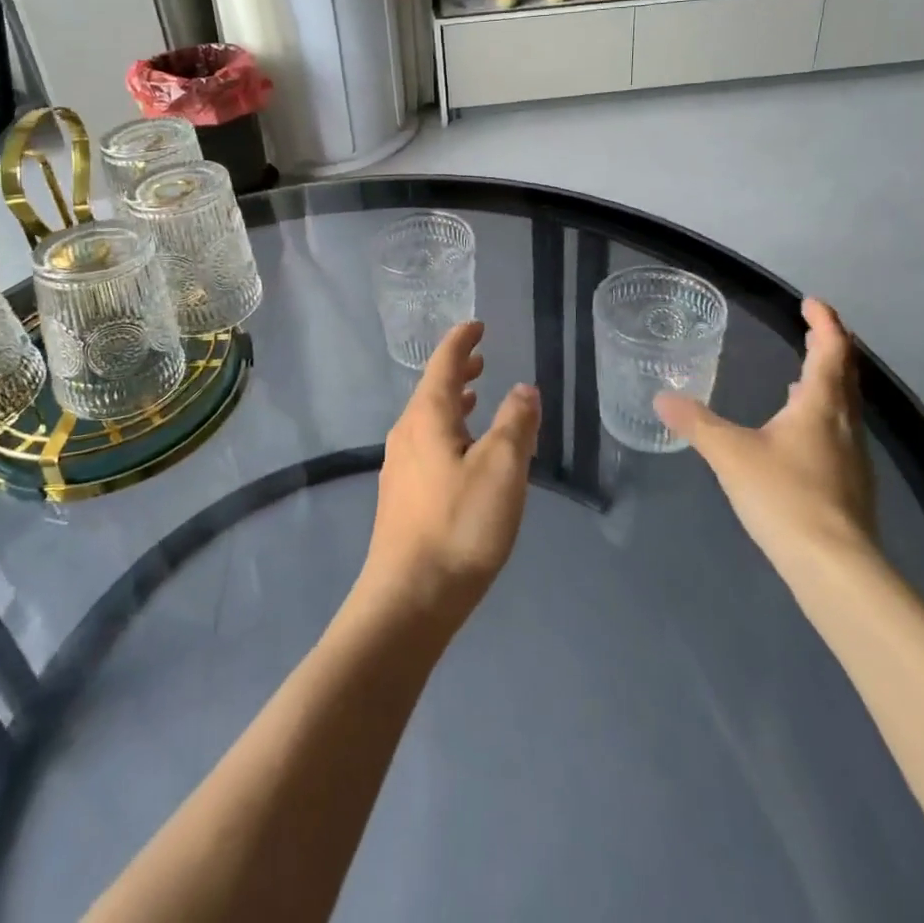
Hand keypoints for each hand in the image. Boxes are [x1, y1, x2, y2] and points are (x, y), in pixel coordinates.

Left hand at [357, 322, 540, 635]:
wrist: (408, 599)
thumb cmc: (459, 526)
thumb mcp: (501, 469)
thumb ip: (515, 423)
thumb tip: (523, 388)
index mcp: (427, 416)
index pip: (445, 364)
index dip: (462, 341)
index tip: (477, 325)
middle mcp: (406, 433)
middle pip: (433, 389)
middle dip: (458, 371)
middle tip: (481, 359)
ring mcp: (399, 466)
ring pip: (429, 419)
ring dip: (454, 403)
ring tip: (476, 398)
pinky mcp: (401, 496)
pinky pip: (427, 444)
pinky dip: (448, 431)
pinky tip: (462, 454)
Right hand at [655, 297, 874, 562]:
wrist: (835, 567)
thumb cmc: (784, 495)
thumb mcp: (730, 453)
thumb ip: (696, 423)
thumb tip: (662, 397)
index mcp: (820, 405)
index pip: (832, 350)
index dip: (825, 322)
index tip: (811, 302)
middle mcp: (845, 424)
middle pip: (846, 374)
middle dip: (831, 347)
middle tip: (813, 329)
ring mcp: (853, 457)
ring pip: (845, 405)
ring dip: (828, 383)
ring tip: (802, 377)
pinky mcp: (851, 485)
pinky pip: (840, 432)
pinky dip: (823, 415)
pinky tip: (799, 433)